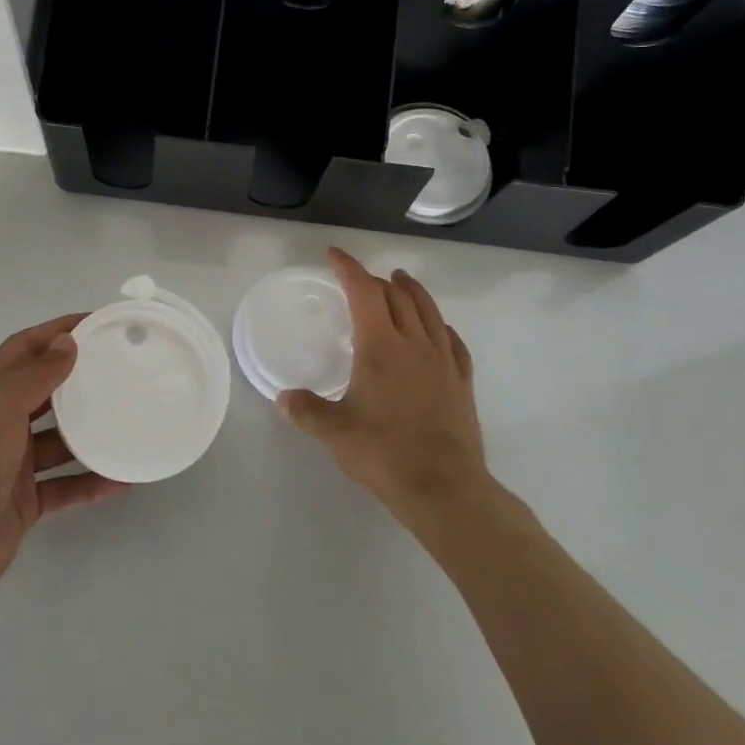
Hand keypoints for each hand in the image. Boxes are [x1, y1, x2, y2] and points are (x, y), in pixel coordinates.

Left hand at [0, 314, 129, 610]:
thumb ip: (36, 374)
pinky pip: (65, 486)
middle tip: (122, 369)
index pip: (25, 347)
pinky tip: (122, 479)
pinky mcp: (25, 501)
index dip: (57, 330)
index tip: (97, 322)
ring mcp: (13, 463)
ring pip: (59, 440)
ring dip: (90, 432)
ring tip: (129, 421)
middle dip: (79, 378)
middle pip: (45, 391)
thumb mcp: (2, 407)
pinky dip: (90, 482)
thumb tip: (68, 341)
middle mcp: (1, 421)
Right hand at [277, 249, 490, 532]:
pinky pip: (452, 340)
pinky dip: (439, 324)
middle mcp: (414, 343)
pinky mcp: (462, 381)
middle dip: (375, 280)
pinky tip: (438, 329)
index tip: (335, 255)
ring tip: (400, 281)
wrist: (445, 489)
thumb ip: (306, 411)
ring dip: (411, 290)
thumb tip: (282, 399)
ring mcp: (443, 361)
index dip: (349, 268)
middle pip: (396, 295)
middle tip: (358, 279)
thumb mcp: (335, 432)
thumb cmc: (385, 454)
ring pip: (428, 310)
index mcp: (381, 346)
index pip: (364, 291)